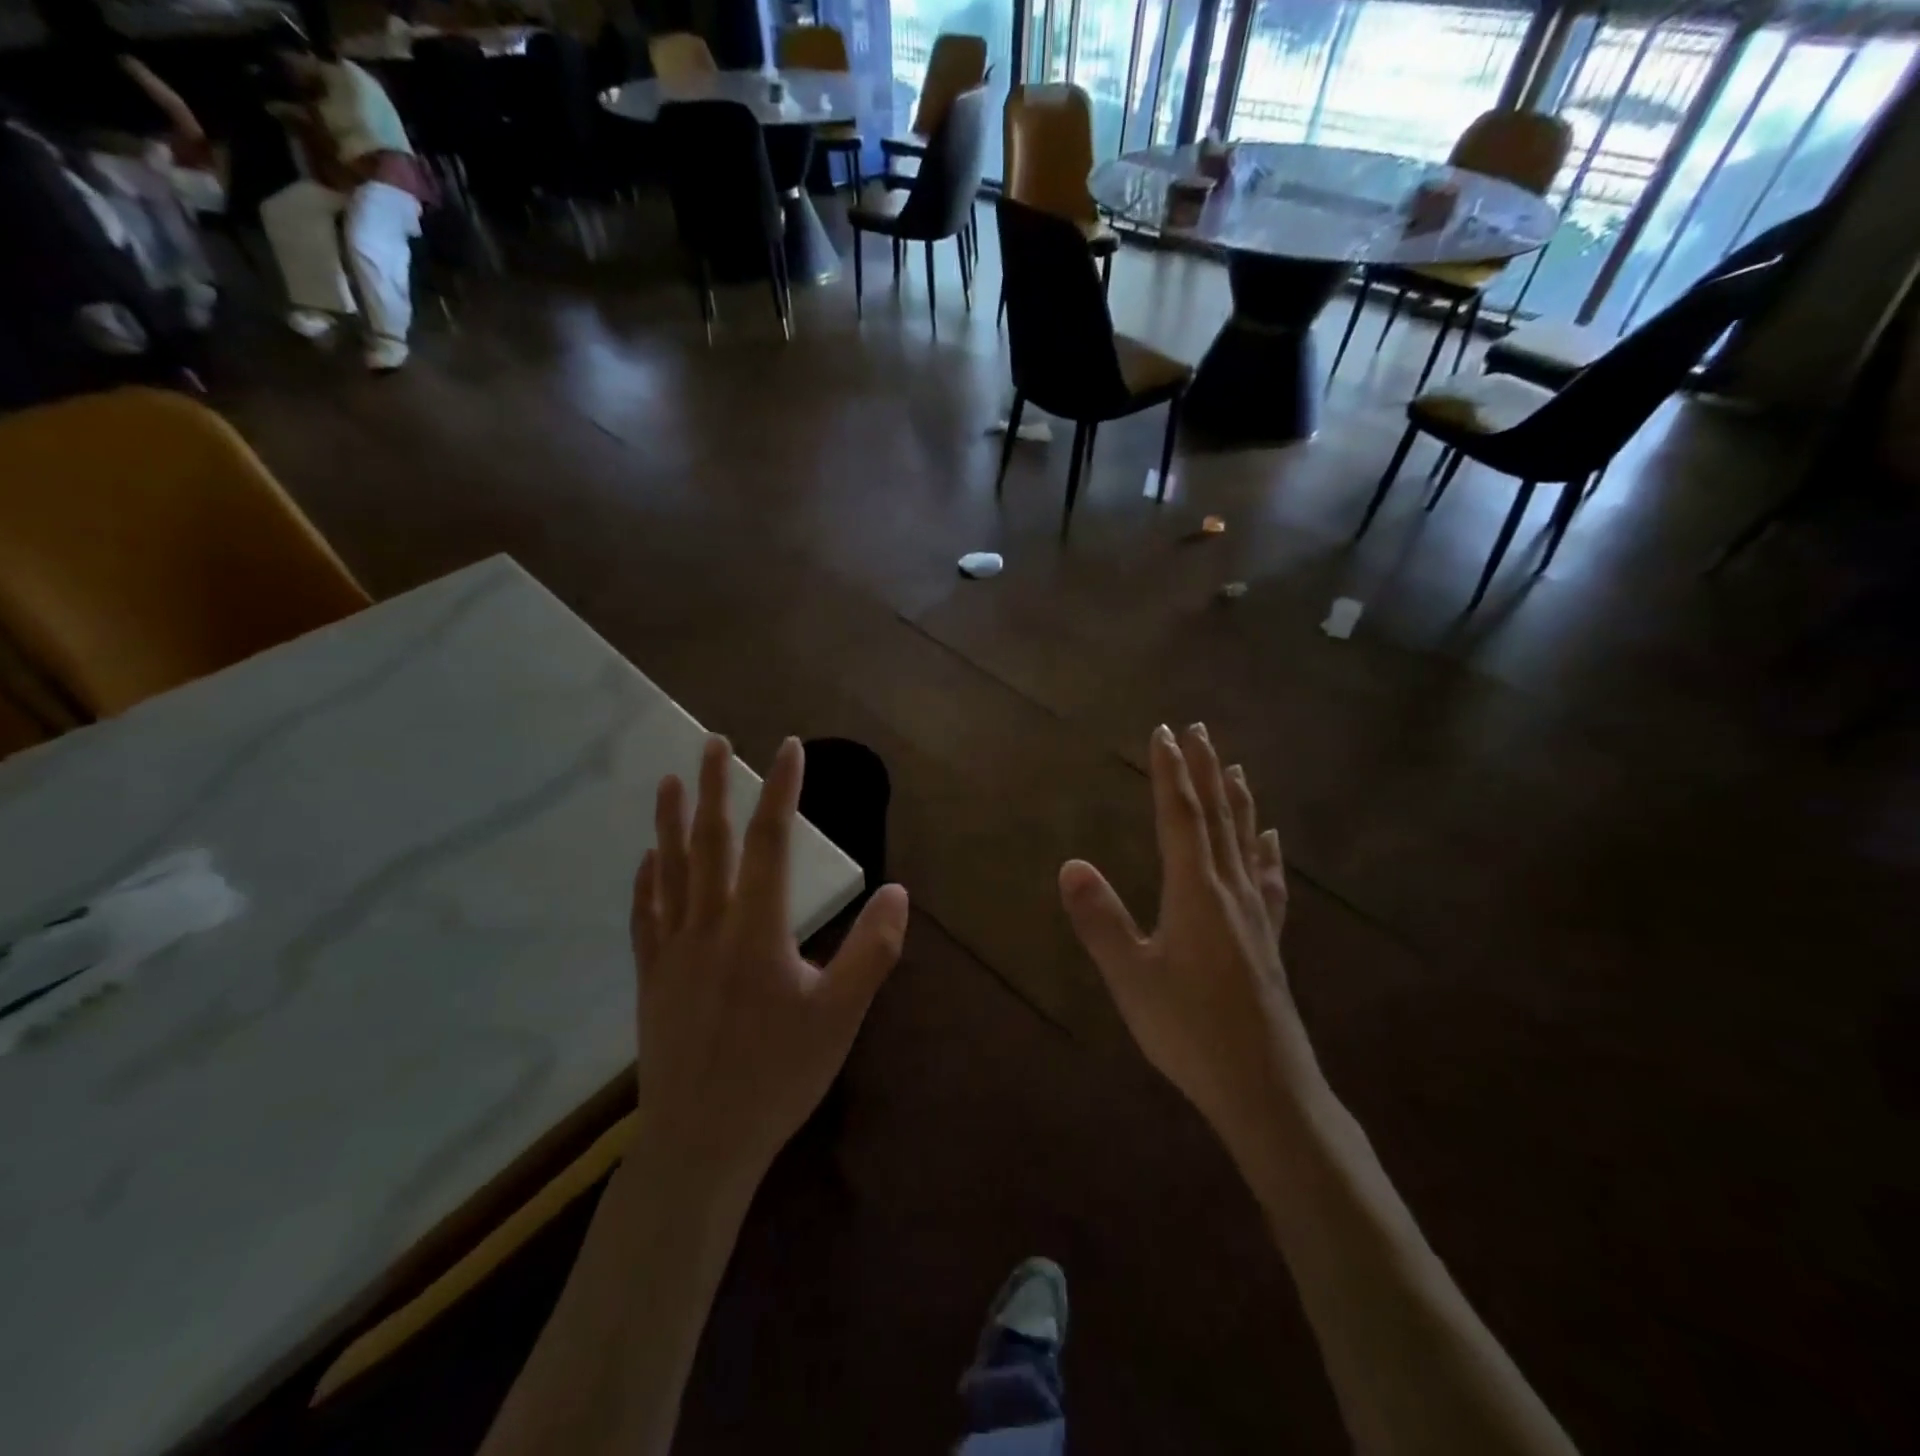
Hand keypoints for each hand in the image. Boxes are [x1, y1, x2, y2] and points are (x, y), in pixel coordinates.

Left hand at [631, 735, 907, 1195]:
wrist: (700, 1143)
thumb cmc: (778, 1077)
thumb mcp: (840, 1017)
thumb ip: (872, 951)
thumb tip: (897, 891)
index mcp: (756, 931)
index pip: (770, 843)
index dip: (780, 791)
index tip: (787, 749)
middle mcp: (707, 927)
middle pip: (710, 843)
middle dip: (716, 788)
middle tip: (713, 741)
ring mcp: (671, 952)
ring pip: (670, 871)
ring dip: (671, 821)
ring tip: (672, 780)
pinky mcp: (651, 978)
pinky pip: (645, 915)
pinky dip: (647, 880)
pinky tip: (648, 859)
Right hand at [1060, 724, 1309, 1146]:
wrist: (1267, 1088)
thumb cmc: (1190, 1032)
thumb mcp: (1132, 978)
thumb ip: (1100, 920)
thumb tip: (1070, 863)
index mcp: (1195, 892)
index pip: (1180, 817)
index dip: (1170, 773)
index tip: (1164, 732)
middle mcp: (1229, 891)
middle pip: (1217, 817)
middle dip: (1204, 770)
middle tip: (1198, 729)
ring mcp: (1255, 914)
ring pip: (1245, 840)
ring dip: (1236, 799)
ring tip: (1235, 766)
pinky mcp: (1269, 939)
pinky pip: (1267, 879)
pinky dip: (1265, 850)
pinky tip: (1271, 839)